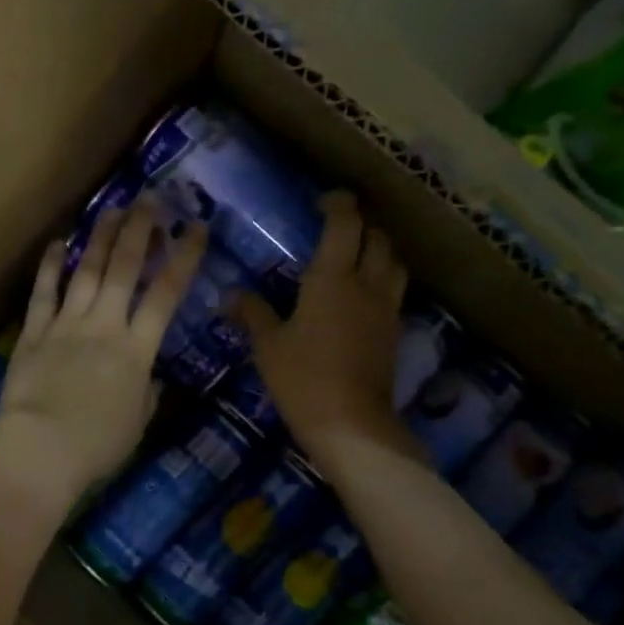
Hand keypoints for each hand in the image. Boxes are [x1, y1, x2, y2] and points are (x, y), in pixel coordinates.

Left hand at [0, 204, 206, 501]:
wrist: (42, 449)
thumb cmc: (98, 445)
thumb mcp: (137, 423)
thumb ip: (146, 395)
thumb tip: (149, 380)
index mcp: (137, 350)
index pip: (166, 295)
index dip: (184, 259)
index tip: (195, 228)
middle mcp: (104, 326)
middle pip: (125, 269)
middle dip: (140, 231)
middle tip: (149, 199)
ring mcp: (66, 325)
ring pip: (87, 272)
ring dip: (101, 238)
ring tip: (112, 209)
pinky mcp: (34, 333)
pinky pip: (43, 293)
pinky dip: (51, 267)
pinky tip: (58, 243)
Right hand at [235, 191, 422, 469]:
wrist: (350, 424)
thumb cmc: (302, 379)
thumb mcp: (268, 346)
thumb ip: (252, 313)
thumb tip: (229, 295)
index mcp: (332, 278)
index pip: (345, 223)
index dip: (337, 203)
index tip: (323, 200)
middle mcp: (366, 284)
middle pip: (377, 237)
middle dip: (360, 224)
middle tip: (337, 227)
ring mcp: (385, 308)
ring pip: (394, 261)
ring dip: (379, 249)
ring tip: (357, 255)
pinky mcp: (394, 332)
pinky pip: (394, 290)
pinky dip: (382, 279)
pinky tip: (363, 294)